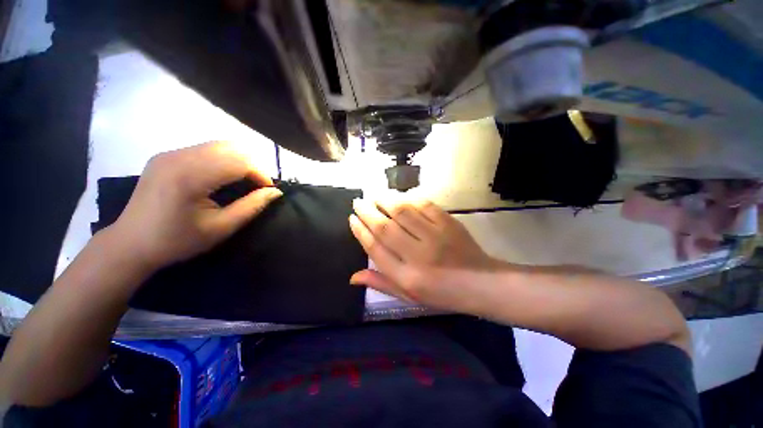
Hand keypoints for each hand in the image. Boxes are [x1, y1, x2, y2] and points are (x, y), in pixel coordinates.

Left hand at [106, 141, 281, 270]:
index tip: (269, 190)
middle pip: (231, 147)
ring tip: (244, 181)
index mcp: (190, 177)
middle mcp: (178, 157)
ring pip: (219, 145)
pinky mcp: (166, 156)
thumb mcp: (221, 228)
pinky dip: (223, 160)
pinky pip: (205, 149)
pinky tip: (222, 177)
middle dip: (253, 165)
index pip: (239, 161)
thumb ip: (251, 207)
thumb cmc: (177, 241)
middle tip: (258, 186)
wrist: (130, 244)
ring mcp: (170, 153)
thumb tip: (276, 192)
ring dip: (239, 161)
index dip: (261, 174)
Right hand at [349, 199, 496, 308]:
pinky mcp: (448, 223)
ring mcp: (435, 237)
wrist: (481, 283)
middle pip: (385, 227)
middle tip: (358, 202)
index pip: (376, 249)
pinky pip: (424, 205)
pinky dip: (409, 198)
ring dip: (385, 200)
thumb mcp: (409, 296)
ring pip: (403, 212)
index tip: (352, 219)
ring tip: (374, 195)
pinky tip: (399, 196)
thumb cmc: (442, 293)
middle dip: (368, 212)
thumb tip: (353, 276)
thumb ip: (381, 284)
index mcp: (407, 277)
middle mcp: (418, 256)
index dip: (361, 232)